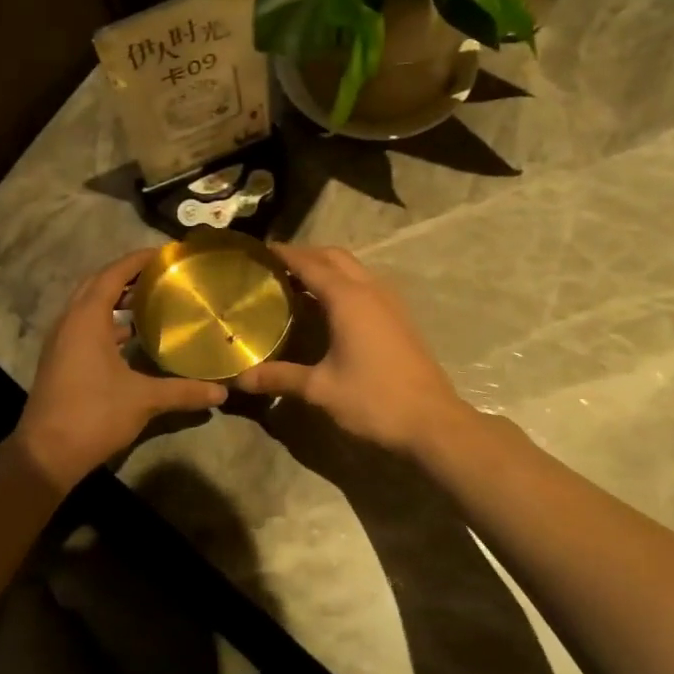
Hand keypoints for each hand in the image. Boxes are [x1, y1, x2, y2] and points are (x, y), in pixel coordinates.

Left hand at [12, 250, 227, 489]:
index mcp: (86, 319)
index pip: (113, 274)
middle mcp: (69, 322)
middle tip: (161, 275)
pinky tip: (131, 336)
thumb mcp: (144, 400)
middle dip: (127, 276)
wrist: (46, 454)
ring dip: (115, 299)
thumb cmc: (93, 415)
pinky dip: (107, 322)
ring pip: (88, 306)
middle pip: (97, 284)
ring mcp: (61, 342)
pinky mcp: (60, 360)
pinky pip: (85, 326)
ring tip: (151, 299)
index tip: (166, 253)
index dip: (138, 259)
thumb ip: (184, 391)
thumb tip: (222, 392)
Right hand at [231, 245, 466, 455]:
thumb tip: (241, 379)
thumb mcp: (320, 389)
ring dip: (327, 267)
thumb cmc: (374, 400)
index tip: (260, 251)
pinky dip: (344, 283)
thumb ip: (280, 377)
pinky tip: (330, 308)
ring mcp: (390, 302)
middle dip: (306, 254)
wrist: (432, 423)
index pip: (310, 264)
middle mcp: (370, 291)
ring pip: (354, 268)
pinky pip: (366, 285)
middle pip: (335, 257)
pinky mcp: (400, 318)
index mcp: (348, 299)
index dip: (284, 254)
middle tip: (276, 266)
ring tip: (298, 283)